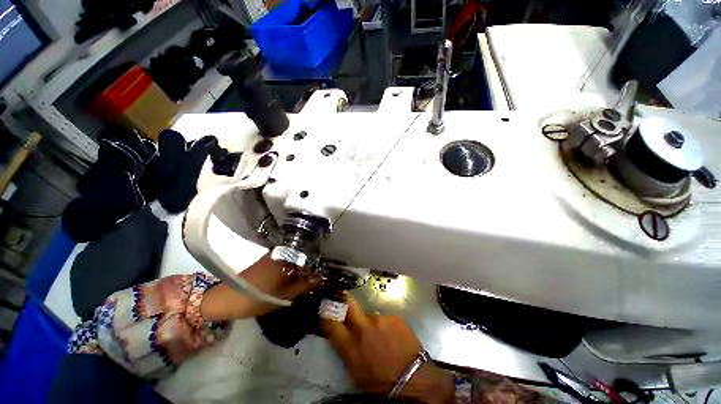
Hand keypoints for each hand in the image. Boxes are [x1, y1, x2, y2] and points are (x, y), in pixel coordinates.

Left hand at [201, 253, 317, 320]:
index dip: (315, 269)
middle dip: (307, 268)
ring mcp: (271, 256)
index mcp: (286, 259)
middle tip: (312, 280)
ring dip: (298, 269)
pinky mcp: (264, 260)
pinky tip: (289, 278)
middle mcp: (280, 253)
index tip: (320, 277)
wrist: (226, 300)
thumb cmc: (257, 298)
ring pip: (292, 260)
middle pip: (300, 258)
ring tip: (302, 280)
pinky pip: (283, 262)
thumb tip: (320, 280)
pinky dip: (288, 269)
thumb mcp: (284, 296)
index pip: (309, 260)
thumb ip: (303, 287)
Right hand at [321, 299, 454, 403]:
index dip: (326, 315)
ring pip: (370, 315)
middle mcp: (363, 328)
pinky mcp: (393, 316)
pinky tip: (392, 336)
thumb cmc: (382, 382)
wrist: (414, 379)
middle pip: (349, 304)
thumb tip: (342, 334)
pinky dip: (385, 325)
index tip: (325, 309)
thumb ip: (347, 349)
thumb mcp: (356, 372)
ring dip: (371, 323)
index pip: (331, 323)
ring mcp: (380, 319)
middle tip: (343, 301)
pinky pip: (384, 318)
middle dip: (344, 301)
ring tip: (380, 335)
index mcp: (351, 346)